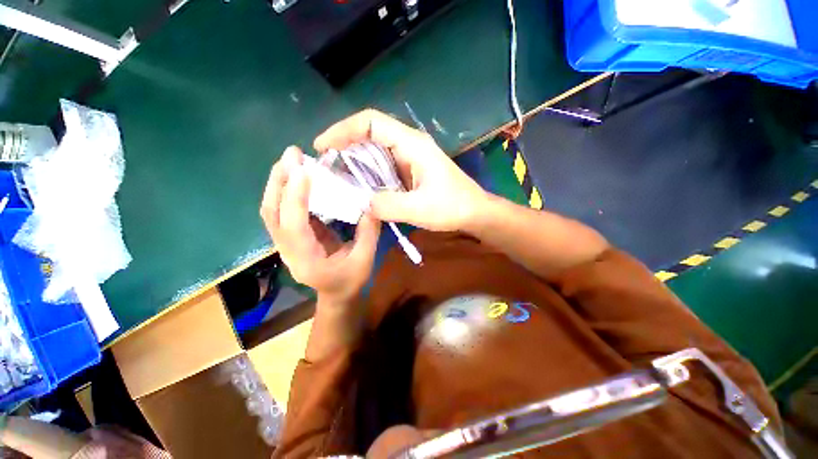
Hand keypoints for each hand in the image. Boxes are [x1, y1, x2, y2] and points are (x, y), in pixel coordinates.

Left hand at [260, 146, 380, 303]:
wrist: (336, 295)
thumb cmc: (350, 281)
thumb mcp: (364, 260)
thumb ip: (368, 232)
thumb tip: (370, 204)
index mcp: (306, 260)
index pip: (293, 225)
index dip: (296, 197)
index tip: (304, 170)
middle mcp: (288, 250)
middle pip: (272, 214)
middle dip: (280, 182)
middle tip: (291, 155)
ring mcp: (286, 243)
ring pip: (272, 211)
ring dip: (279, 183)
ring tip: (291, 159)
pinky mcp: (292, 236)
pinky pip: (282, 211)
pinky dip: (286, 190)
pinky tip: (297, 176)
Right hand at [314, 109, 488, 231]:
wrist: (474, 212)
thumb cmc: (453, 207)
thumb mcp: (419, 209)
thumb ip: (388, 205)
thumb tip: (361, 203)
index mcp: (412, 145)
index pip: (371, 122)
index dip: (343, 129)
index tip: (323, 146)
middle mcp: (409, 145)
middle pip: (370, 133)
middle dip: (344, 144)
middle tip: (326, 165)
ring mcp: (409, 157)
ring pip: (375, 150)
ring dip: (355, 160)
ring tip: (336, 176)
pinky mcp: (410, 170)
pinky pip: (383, 165)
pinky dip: (367, 172)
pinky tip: (359, 185)